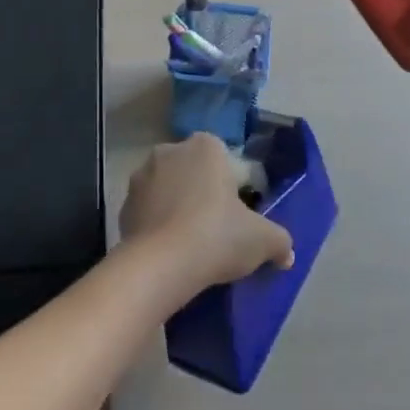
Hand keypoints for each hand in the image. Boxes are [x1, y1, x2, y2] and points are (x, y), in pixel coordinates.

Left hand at [119, 133, 294, 299]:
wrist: (160, 264)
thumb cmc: (216, 235)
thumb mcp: (261, 240)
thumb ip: (279, 241)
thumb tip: (286, 253)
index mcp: (206, 146)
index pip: (226, 160)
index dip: (235, 187)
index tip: (239, 216)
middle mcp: (171, 150)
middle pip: (195, 171)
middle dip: (204, 194)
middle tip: (218, 230)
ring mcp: (142, 175)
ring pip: (169, 189)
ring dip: (178, 207)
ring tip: (191, 244)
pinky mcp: (124, 203)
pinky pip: (148, 210)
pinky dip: (157, 225)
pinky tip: (169, 251)